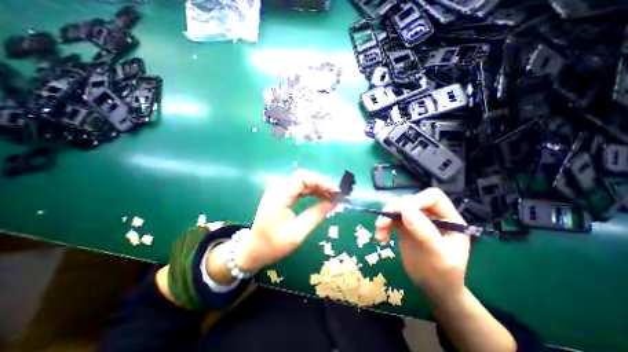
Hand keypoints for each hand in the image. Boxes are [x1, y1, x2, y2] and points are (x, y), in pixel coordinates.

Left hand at [235, 170, 340, 271]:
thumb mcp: (297, 233)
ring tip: (332, 196)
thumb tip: (333, 202)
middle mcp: (278, 187)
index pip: (303, 178)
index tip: (336, 191)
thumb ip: (316, 215)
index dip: (322, 181)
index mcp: (279, 195)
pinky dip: (312, 191)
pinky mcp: (281, 194)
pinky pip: (299, 187)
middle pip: (304, 176)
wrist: (253, 250)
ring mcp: (279, 190)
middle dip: (322, 183)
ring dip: (318, 186)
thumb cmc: (273, 245)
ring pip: (303, 181)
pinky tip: (321, 197)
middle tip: (336, 194)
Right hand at [375, 188, 467, 300]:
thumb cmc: (442, 275)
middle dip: (394, 210)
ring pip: (397, 208)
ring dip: (385, 218)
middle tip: (382, 224)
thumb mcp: (438, 256)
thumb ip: (424, 232)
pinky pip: (391, 218)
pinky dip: (384, 225)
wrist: (433, 288)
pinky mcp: (405, 225)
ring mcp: (417, 219)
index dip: (415, 201)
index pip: (432, 198)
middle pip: (410, 200)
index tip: (400, 213)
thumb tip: (405, 210)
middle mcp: (432, 215)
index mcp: (449, 218)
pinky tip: (381, 238)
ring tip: (379, 232)